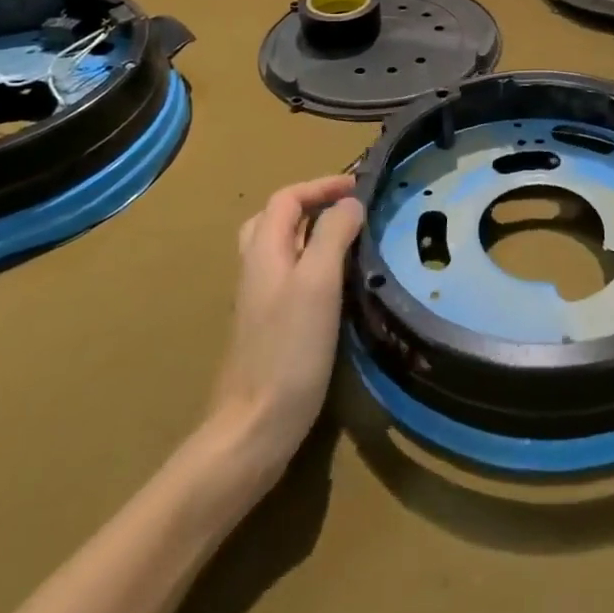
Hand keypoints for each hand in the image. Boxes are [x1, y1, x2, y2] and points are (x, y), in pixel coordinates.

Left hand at [206, 175, 364, 476]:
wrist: (255, 427)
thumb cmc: (289, 349)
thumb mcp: (318, 283)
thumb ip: (333, 236)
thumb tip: (350, 203)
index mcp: (263, 251)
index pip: (286, 198)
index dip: (321, 185)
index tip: (358, 186)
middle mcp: (256, 268)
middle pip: (275, 218)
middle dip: (311, 204)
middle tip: (346, 209)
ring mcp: (259, 299)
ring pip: (279, 248)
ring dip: (310, 232)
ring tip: (345, 238)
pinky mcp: (268, 326)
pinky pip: (288, 275)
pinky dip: (311, 262)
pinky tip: (336, 283)